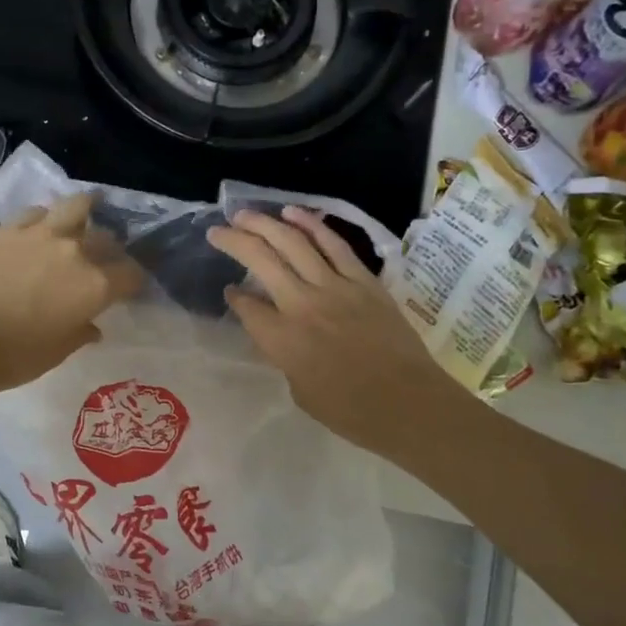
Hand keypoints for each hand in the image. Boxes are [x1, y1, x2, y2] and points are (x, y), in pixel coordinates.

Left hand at [0, 192, 143, 391]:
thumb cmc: (19, 355)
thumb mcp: (61, 349)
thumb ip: (82, 331)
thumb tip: (92, 327)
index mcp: (96, 285)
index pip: (131, 274)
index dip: (133, 281)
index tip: (128, 288)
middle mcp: (76, 252)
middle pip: (106, 239)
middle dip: (110, 249)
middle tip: (103, 258)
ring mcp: (42, 234)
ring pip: (76, 206)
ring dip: (85, 210)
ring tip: (84, 214)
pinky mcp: (10, 229)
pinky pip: (36, 213)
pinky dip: (45, 218)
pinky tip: (41, 227)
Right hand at [207, 207, 465, 456]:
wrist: (408, 402)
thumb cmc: (350, 412)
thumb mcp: (300, 391)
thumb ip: (283, 356)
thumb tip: (278, 334)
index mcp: (282, 340)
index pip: (247, 307)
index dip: (235, 297)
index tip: (231, 291)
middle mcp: (302, 305)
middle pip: (261, 260)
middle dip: (235, 241)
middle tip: (217, 230)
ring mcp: (335, 287)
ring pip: (294, 243)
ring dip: (265, 224)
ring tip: (245, 213)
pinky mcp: (364, 281)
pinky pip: (333, 244)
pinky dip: (311, 225)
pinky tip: (293, 213)